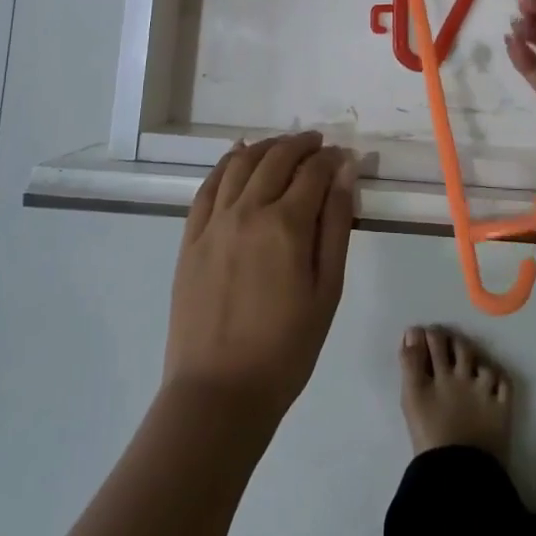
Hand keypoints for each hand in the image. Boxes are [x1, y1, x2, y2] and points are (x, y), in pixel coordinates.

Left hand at [163, 132, 357, 423]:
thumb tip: (344, 172)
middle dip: (301, 144)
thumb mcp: (327, 290)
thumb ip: (336, 225)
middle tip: (317, 143)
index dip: (331, 159)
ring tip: (283, 145)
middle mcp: (248, 211)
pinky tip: (238, 156)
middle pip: (276, 158)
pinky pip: (208, 186)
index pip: (313, 171)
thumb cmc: (286, 348)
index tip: (343, 157)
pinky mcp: (191, 237)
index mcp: (286, 225)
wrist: (219, 392)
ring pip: (241, 163)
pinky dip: (226, 163)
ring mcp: (214, 222)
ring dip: (266, 146)